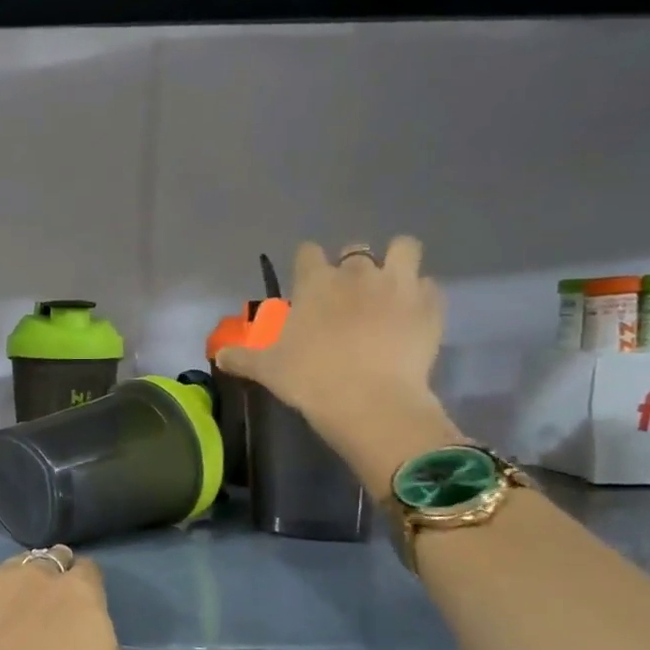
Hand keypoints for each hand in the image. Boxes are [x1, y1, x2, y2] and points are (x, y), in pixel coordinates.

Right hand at [216, 236, 463, 490]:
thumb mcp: (266, 369)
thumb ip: (241, 356)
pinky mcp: (430, 306)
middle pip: (356, 249)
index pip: (309, 252)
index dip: (307, 264)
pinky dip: (421, 297)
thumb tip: (219, 355)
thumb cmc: (310, 378)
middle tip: (347, 294)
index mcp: (316, 282)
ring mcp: (399, 286)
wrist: (370, 401)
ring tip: (390, 288)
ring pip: (404, 248)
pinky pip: (430, 287)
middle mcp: (358, 273)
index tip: (305, 283)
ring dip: (397, 262)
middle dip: (352, 265)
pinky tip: (411, 317)